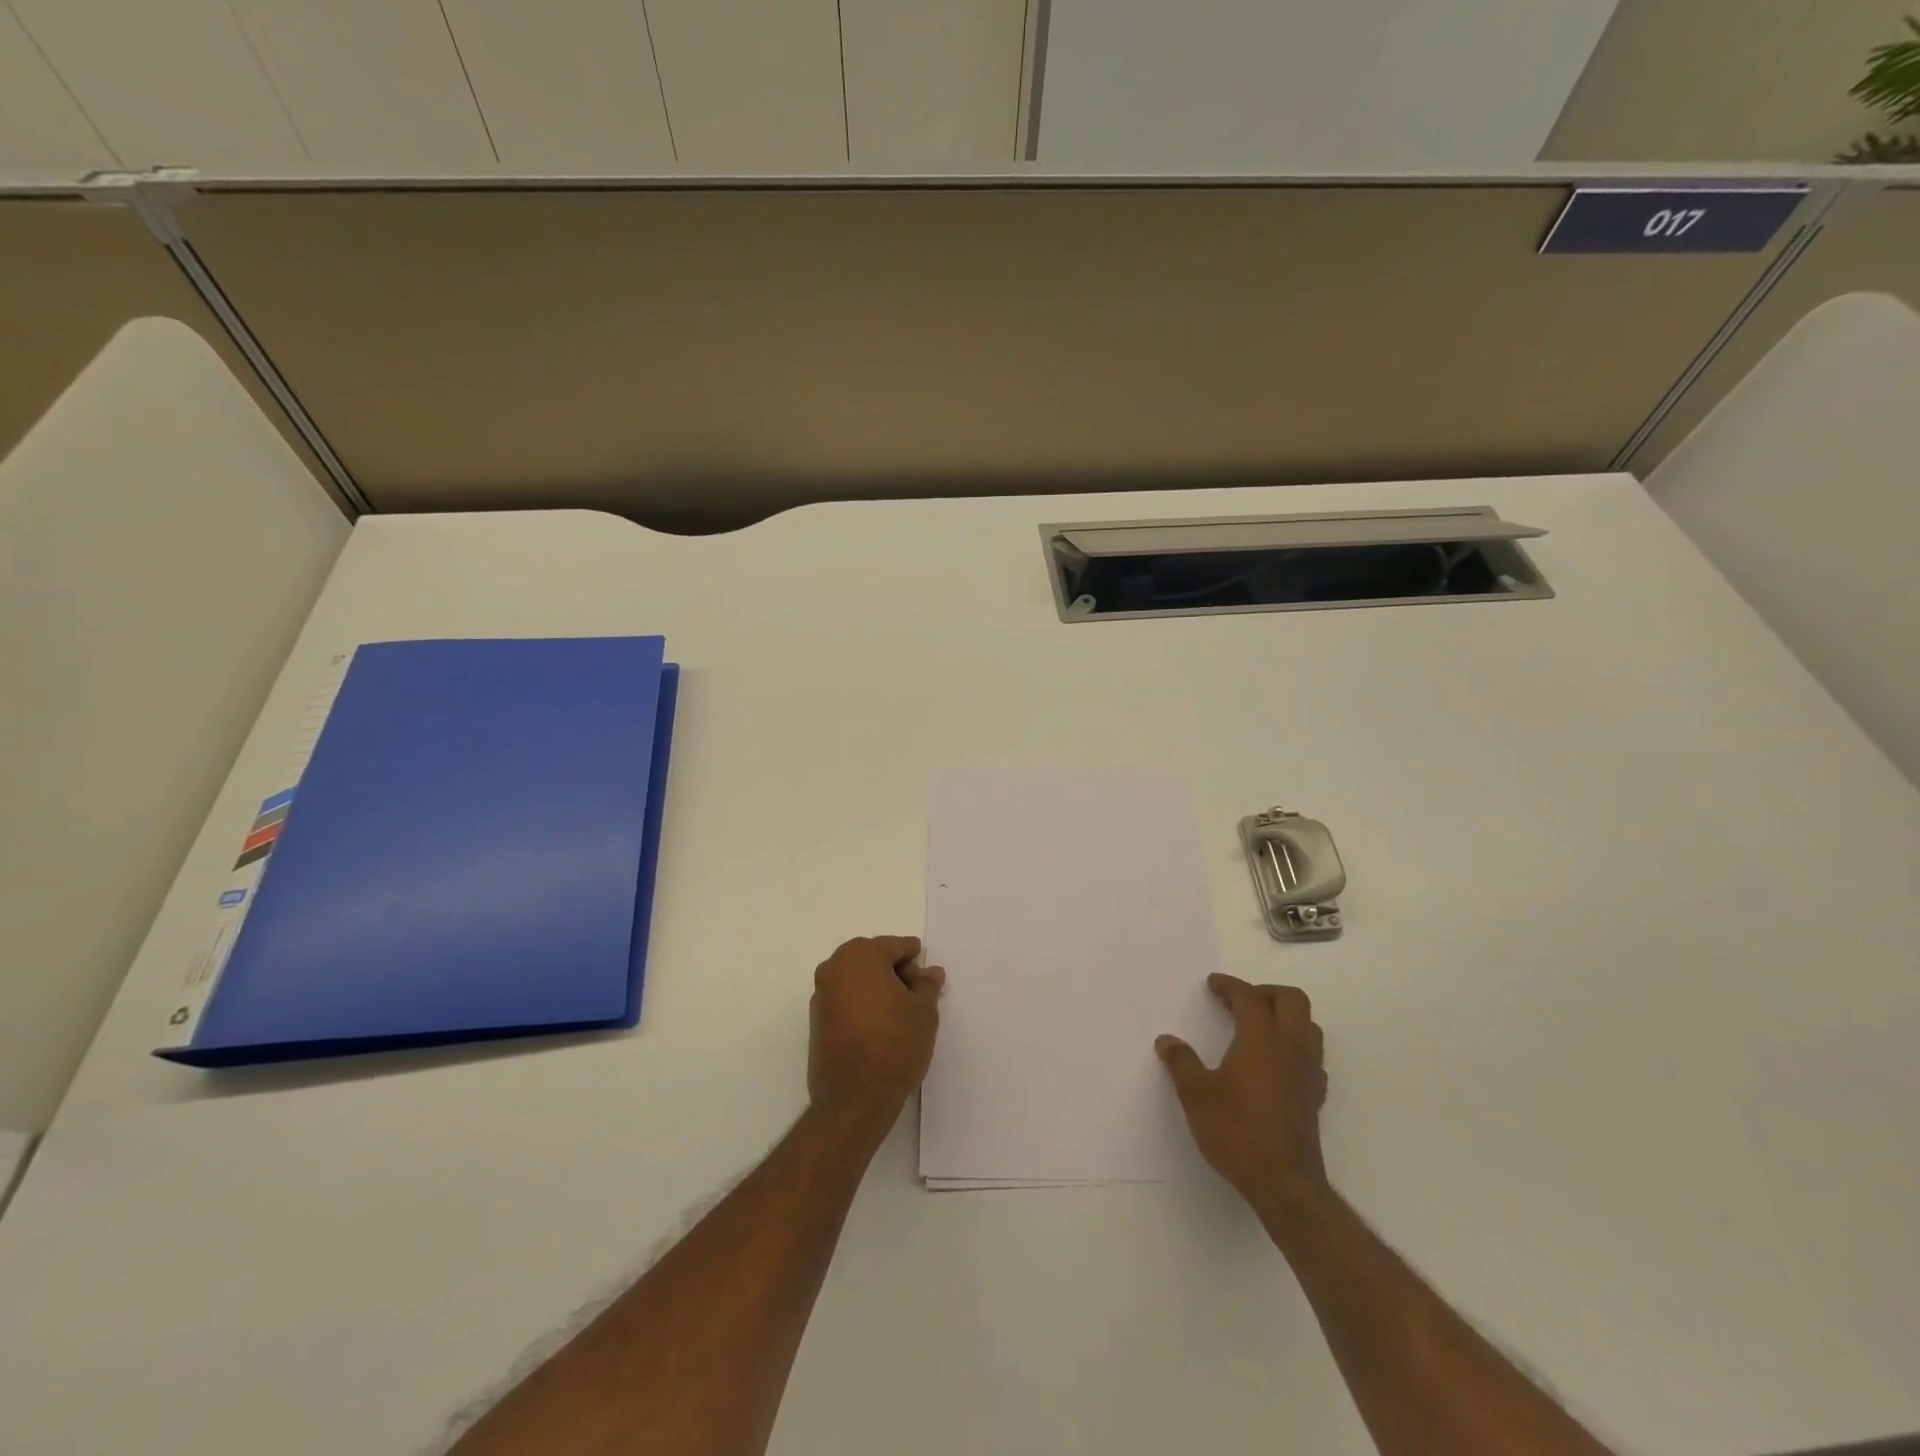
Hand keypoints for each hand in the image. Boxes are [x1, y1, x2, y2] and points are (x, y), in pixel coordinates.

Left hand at [808, 936, 944, 1135]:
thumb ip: (927, 985)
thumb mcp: (924, 1011)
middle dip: (896, 973)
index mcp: (861, 955)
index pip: (896, 947)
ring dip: (879, 989)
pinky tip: (881, 1027)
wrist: (853, 1099)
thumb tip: (930, 972)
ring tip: (901, 1015)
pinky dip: (863, 1004)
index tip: (929, 981)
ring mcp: (821, 993)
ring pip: (858, 979)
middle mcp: (834, 966)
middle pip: (874, 959)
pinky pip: (846, 999)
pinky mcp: (816, 1019)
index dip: (916, 962)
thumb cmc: (894, 1045)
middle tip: (918, 998)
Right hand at [1156, 973, 1328, 1213]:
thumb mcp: (1196, 1094)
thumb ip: (1181, 1062)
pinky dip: (1294, 1047)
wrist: (1284, 1184)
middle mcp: (1291, 1048)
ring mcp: (1308, 1073)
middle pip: (1292, 1001)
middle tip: (1239, 1002)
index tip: (1212, 984)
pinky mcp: (1314, 1097)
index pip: (1250, 997)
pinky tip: (1274, 1063)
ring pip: (1308, 1027)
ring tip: (1257, 1028)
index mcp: (1262, 1038)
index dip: (1230, 986)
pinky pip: (1311, 1056)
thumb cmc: (1237, 1130)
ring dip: (1285, 1017)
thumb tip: (1167, 1041)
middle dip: (1266, 993)